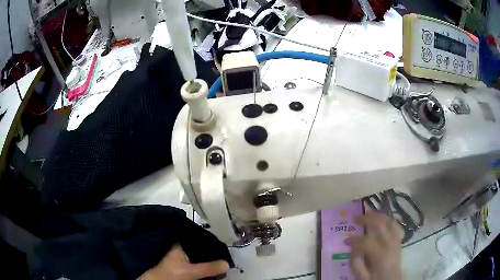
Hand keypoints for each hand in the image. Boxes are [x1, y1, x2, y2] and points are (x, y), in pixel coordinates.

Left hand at [139, 244, 228, 279]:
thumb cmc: (169, 274)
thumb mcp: (190, 271)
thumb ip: (208, 268)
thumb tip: (227, 264)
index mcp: (178, 243)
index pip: (196, 237)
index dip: (209, 239)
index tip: (222, 242)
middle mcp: (180, 248)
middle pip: (199, 247)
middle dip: (211, 251)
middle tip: (225, 253)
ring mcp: (182, 257)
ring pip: (199, 255)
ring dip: (209, 259)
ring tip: (223, 259)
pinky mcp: (183, 266)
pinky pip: (198, 263)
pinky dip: (206, 265)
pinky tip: (214, 267)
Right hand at [345, 212, 402, 279]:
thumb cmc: (375, 279)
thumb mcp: (361, 276)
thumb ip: (356, 262)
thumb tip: (352, 247)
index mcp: (380, 255)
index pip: (366, 242)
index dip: (354, 239)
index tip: (345, 239)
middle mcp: (391, 244)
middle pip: (380, 225)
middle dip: (367, 219)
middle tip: (356, 218)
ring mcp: (397, 240)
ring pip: (389, 221)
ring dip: (378, 216)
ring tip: (368, 214)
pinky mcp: (399, 240)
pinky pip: (395, 225)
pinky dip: (388, 220)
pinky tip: (382, 220)